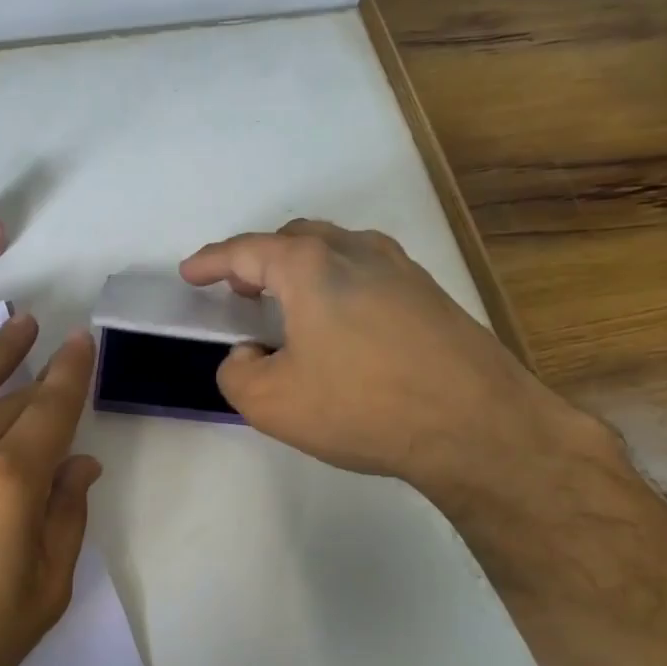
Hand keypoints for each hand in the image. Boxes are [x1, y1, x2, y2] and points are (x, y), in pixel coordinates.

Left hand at [0, 314, 100, 665]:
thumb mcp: (40, 597)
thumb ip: (65, 521)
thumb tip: (79, 465)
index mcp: (7, 482)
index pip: (50, 409)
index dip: (70, 373)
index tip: (81, 341)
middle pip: (6, 398)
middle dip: (32, 366)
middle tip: (47, 336)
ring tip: (7, 327)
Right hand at [180, 220, 598, 506]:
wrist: (477, 426)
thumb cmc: (362, 406)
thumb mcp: (271, 403)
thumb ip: (237, 371)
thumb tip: (250, 353)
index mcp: (311, 267)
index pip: (246, 251)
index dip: (211, 261)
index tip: (190, 273)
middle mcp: (357, 252)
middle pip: (295, 240)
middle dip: (259, 259)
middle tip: (241, 289)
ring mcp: (402, 269)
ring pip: (337, 251)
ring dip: (302, 270)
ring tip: (288, 304)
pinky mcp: (431, 295)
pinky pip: (368, 274)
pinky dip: (339, 286)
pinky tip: (341, 325)